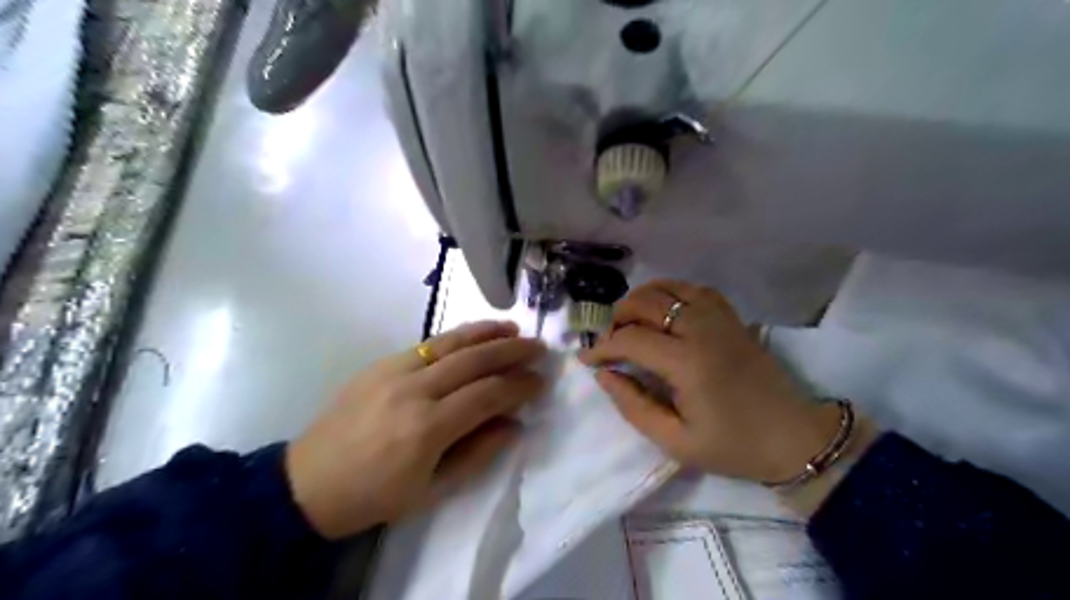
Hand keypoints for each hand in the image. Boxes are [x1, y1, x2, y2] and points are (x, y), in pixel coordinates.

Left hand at [286, 320, 544, 541]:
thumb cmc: (375, 495)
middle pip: (474, 360)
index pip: (487, 394)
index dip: (519, 386)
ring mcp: (394, 370)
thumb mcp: (433, 489)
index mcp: (427, 428)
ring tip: (514, 330)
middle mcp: (414, 390)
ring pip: (451, 342)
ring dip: (487, 333)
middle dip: (512, 351)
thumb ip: (479, 452)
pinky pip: (428, 344)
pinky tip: (475, 334)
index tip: (541, 381)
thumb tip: (514, 423)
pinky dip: (458, 336)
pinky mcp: (382, 363)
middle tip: (539, 348)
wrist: (309, 482)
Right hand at [577, 279, 844, 483]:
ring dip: (641, 300)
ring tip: (630, 323)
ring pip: (668, 288)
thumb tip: (605, 375)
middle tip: (609, 342)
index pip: (630, 339)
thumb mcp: (676, 441)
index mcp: (687, 362)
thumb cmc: (733, 446)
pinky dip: (670, 292)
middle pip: (646, 302)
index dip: (602, 347)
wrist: (795, 437)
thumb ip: (634, 406)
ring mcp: (720, 318)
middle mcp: (701, 329)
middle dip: (617, 318)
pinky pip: (694, 289)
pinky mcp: (732, 317)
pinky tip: (664, 311)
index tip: (587, 359)